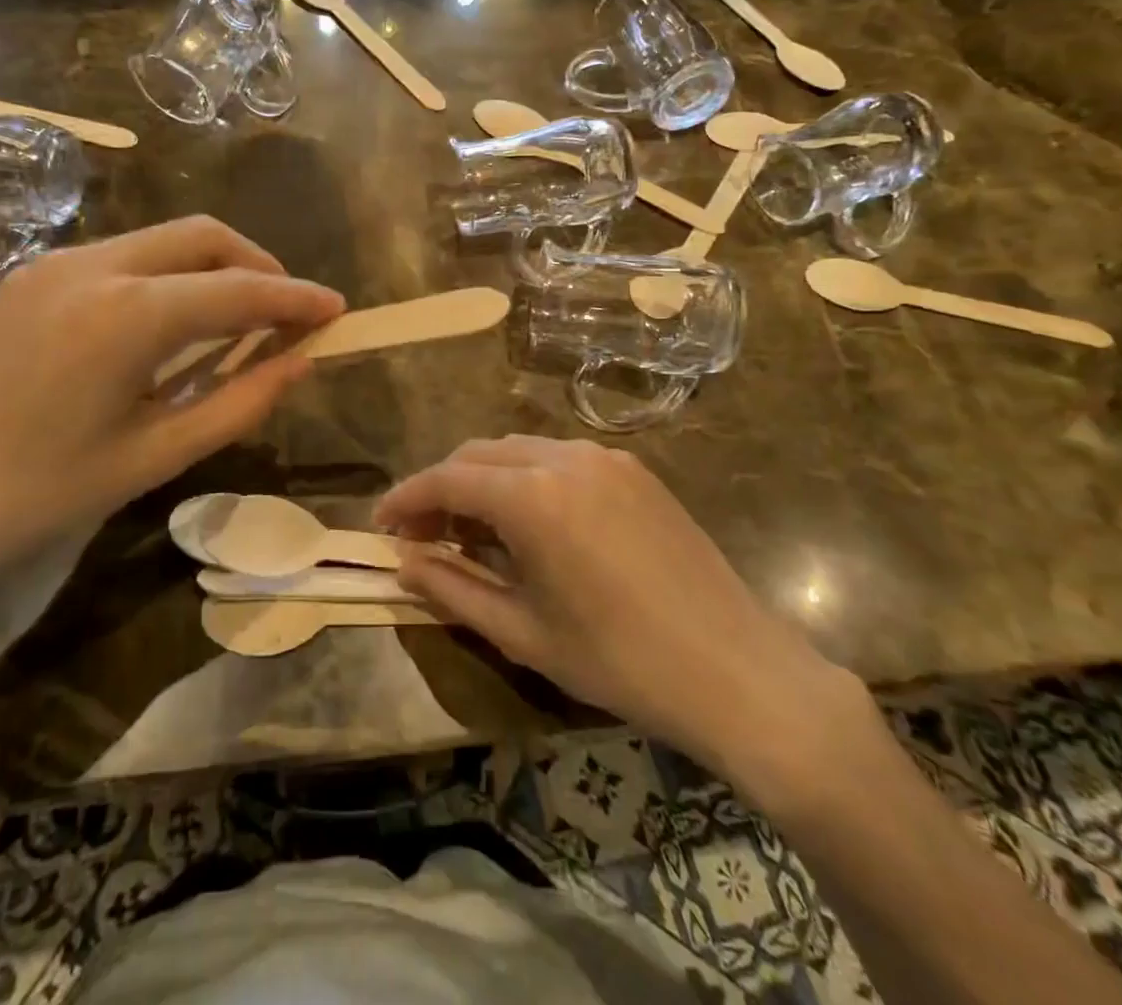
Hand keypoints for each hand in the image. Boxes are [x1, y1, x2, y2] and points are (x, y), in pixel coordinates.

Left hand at [0, 217, 343, 634]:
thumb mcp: (152, 457)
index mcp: (129, 314)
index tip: (338, 309)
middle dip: (257, 266)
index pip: (240, 291)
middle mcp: (94, 266)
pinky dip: (164, 278)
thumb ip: (238, 403)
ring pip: (160, 241)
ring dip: (210, 269)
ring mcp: (53, 265)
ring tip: (235, 324)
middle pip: (202, 237)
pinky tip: (168, 327)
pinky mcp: (26, 278)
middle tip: (287, 312)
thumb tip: (300, 362)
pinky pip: (120, 259)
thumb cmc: (34, 496)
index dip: (296, 299)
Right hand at [375, 437, 872, 798]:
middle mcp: (564, 457)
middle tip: (422, 532)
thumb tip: (403, 562)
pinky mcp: (635, 469)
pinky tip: (530, 520)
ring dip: (484, 478)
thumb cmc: (621, 662)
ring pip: (519, 449)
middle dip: (442, 486)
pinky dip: (527, 477)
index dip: (407, 498)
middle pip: (479, 454)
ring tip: (472, 528)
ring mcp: (605, 458)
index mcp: (532, 496)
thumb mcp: (523, 634)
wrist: (740, 672)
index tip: (381, 523)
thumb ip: (452, 589)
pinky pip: (560, 457)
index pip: (447, 479)